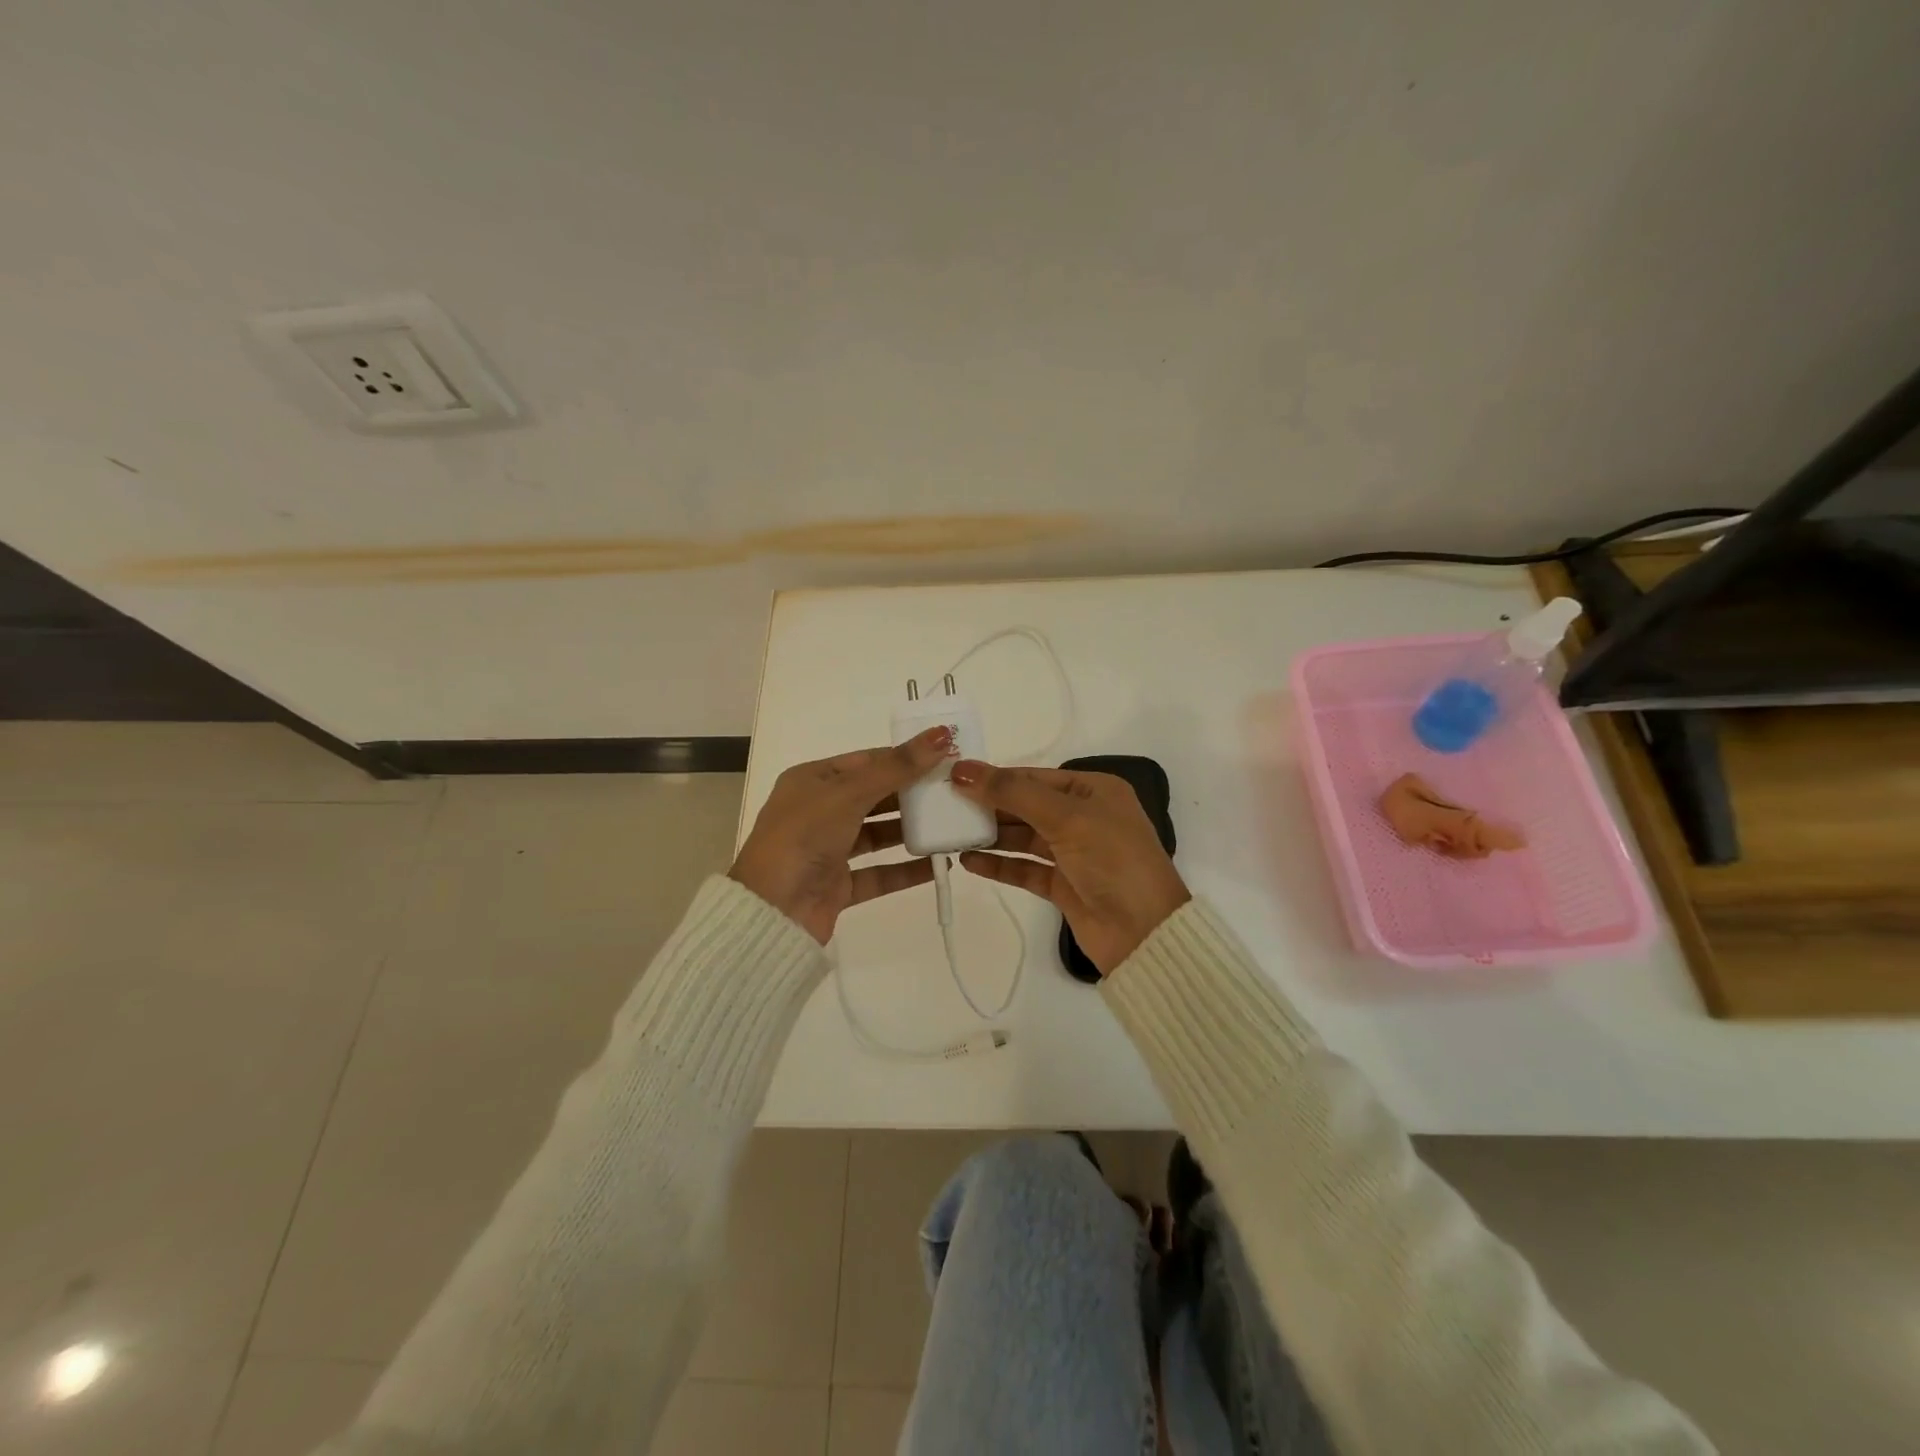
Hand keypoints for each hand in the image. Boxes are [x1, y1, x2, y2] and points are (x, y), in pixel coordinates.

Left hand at [730, 726, 952, 943]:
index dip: (905, 757)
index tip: (945, 755)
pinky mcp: (838, 885)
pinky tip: (938, 865)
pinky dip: (906, 870)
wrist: (770, 911)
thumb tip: (941, 734)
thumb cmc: (804, 836)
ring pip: (878, 835)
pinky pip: (879, 873)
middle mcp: (819, 811)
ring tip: (953, 824)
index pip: (867, 761)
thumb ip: (898, 768)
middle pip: (875, 796)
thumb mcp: (850, 793)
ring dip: (912, 830)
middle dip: (913, 793)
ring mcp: (828, 850)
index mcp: (812, 780)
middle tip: (956, 790)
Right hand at [950, 760, 1190, 975]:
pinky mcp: (1062, 885)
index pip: (1035, 777)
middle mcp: (1083, 817)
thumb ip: (1013, 793)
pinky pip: (1024, 868)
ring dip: (991, 835)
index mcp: (1094, 791)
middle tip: (945, 806)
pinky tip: (969, 861)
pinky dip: (999, 864)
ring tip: (951, 833)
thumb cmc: (1112, 860)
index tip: (954, 778)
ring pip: (1023, 837)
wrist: (1144, 933)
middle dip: (989, 806)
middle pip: (1026, 805)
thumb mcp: (1065, 817)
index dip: (996, 777)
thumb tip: (963, 770)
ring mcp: (1073, 853)